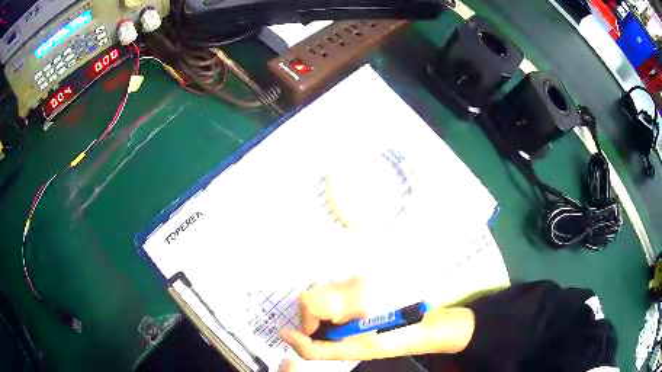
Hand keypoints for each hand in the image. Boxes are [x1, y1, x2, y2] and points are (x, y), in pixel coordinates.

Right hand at [279, 277, 475, 369]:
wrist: (423, 323)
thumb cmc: (392, 339)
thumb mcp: (353, 350)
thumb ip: (314, 348)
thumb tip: (285, 335)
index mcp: (356, 298)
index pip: (308, 301)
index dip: (308, 323)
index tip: (322, 335)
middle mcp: (357, 278)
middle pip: (313, 295)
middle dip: (317, 317)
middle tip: (338, 330)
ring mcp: (361, 273)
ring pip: (323, 291)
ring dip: (327, 309)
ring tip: (350, 320)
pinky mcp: (363, 273)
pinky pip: (336, 287)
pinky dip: (336, 302)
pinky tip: (354, 311)